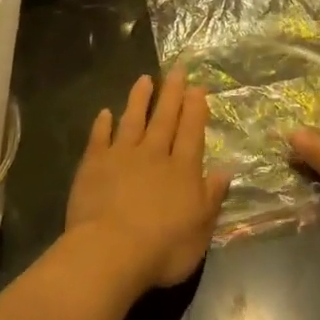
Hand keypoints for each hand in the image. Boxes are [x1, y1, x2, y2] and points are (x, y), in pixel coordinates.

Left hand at [65, 66, 230, 295]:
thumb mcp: (201, 228)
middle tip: (177, 68)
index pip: (191, 131)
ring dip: (139, 99)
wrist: (111, 251)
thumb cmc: (163, 247)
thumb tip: (226, 168)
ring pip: (133, 119)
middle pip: (165, 118)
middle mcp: (154, 154)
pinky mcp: (94, 164)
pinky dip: (102, 124)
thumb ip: (212, 196)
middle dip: (172, 92)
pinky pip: (99, 138)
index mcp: (182, 170)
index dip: (195, 108)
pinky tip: (104, 113)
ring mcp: (122, 156)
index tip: (197, 86)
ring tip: (144, 79)